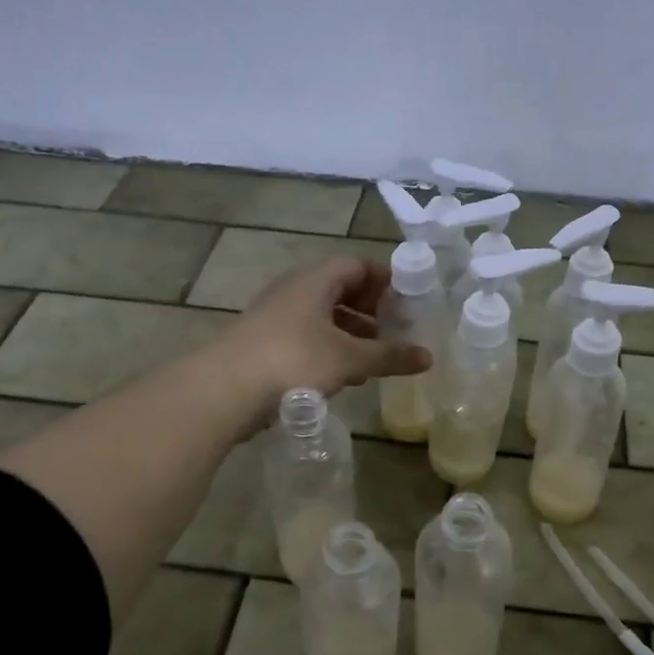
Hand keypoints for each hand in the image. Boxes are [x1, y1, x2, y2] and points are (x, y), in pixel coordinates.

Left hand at [217, 257, 430, 417]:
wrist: (225, 390)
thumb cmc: (293, 360)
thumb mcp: (349, 359)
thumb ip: (389, 356)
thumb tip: (428, 357)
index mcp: (314, 280)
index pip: (356, 264)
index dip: (384, 279)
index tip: (408, 300)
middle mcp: (293, 290)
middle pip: (339, 289)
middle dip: (370, 309)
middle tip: (395, 329)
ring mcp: (275, 317)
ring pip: (322, 316)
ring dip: (351, 332)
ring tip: (375, 356)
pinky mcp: (264, 344)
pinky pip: (306, 337)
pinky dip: (330, 349)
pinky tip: (343, 374)